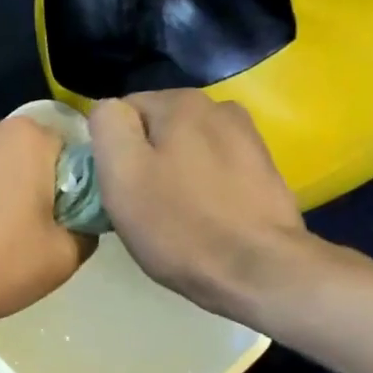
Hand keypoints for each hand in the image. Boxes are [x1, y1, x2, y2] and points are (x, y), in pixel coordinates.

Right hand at [89, 90, 325, 319]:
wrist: (258, 269)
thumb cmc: (179, 225)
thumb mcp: (122, 174)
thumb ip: (108, 126)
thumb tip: (109, 110)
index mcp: (179, 102)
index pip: (122, 112)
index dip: (111, 150)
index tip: (117, 188)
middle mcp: (218, 106)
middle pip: (157, 129)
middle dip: (145, 160)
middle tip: (142, 207)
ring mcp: (247, 137)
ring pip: (187, 150)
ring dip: (175, 173)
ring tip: (175, 215)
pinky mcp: (264, 169)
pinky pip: (215, 170)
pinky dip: (205, 187)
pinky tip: (206, 218)